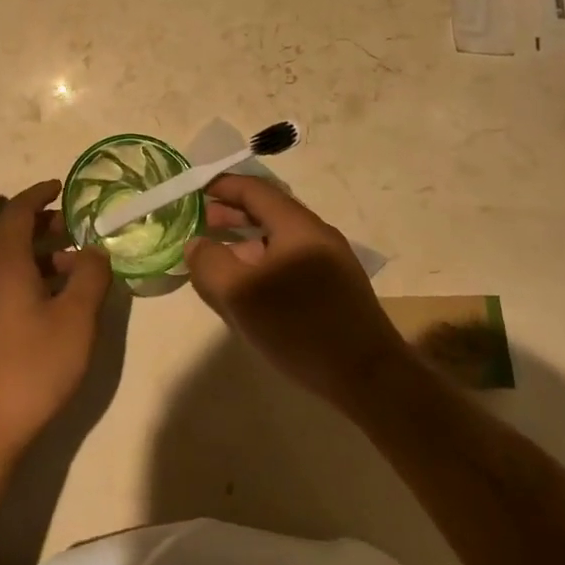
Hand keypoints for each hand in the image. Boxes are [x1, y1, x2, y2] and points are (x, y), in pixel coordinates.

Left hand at [0, 181, 111, 467]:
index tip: (61, 186)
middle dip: (43, 226)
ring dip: (37, 256)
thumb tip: (94, 250)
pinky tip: (48, 304)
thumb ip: (91, 277)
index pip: (18, 211)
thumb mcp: (76, 320)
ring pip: (5, 263)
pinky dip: (25, 278)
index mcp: (3, 262)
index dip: (39, 195)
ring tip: (72, 269)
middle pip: (10, 235)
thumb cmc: (31, 368)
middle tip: (76, 230)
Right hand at [185, 174, 404, 408]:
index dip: (222, 186)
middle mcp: (316, 234)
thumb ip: (210, 263)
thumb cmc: (299, 327)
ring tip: (219, 261)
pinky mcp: (336, 288)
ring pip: (279, 240)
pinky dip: (264, 263)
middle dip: (232, 214)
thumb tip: (197, 244)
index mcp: (297, 226)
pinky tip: (251, 290)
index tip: (194, 190)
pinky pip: (291, 262)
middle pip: (268, 212)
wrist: (369, 378)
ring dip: (246, 243)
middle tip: (200, 224)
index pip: (254, 190)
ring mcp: (331, 261)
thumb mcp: (240, 295)